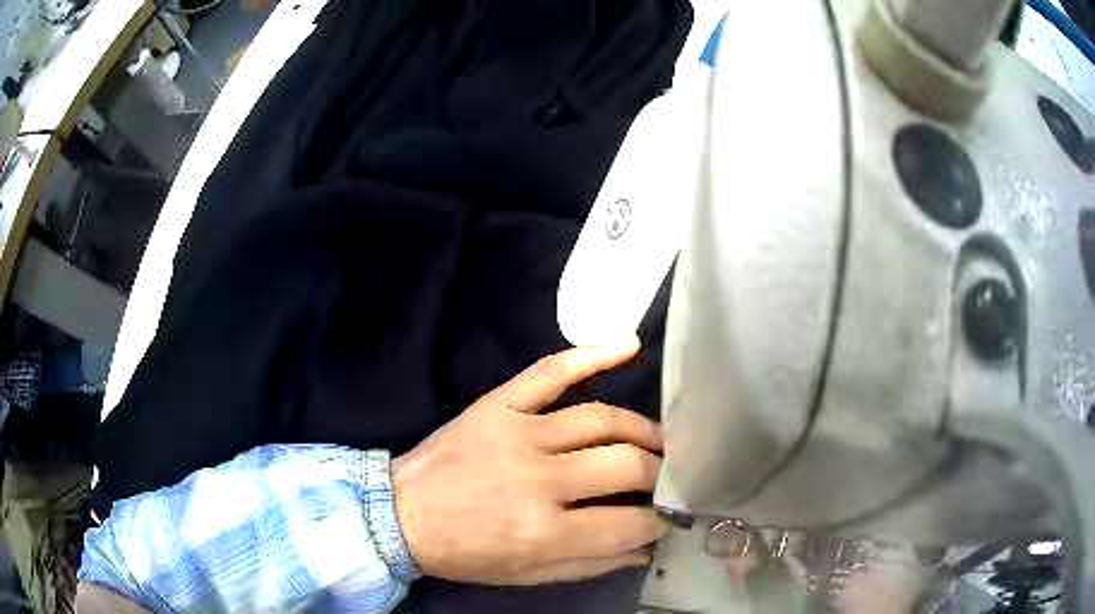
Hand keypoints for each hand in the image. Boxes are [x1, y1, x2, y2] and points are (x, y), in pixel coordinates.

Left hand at [392, 339, 665, 585]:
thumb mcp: (528, 576)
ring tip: (657, 441)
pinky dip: (592, 354)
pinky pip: (550, 371)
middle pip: (626, 465)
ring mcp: (518, 433)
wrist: (400, 515)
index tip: (666, 516)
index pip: (628, 523)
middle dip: (658, 474)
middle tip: (666, 477)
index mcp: (544, 532)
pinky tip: (629, 345)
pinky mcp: (498, 405)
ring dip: (641, 429)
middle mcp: (538, 480)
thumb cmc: (465, 553)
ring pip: (601, 419)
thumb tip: (646, 549)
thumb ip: (592, 565)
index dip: (658, 521)